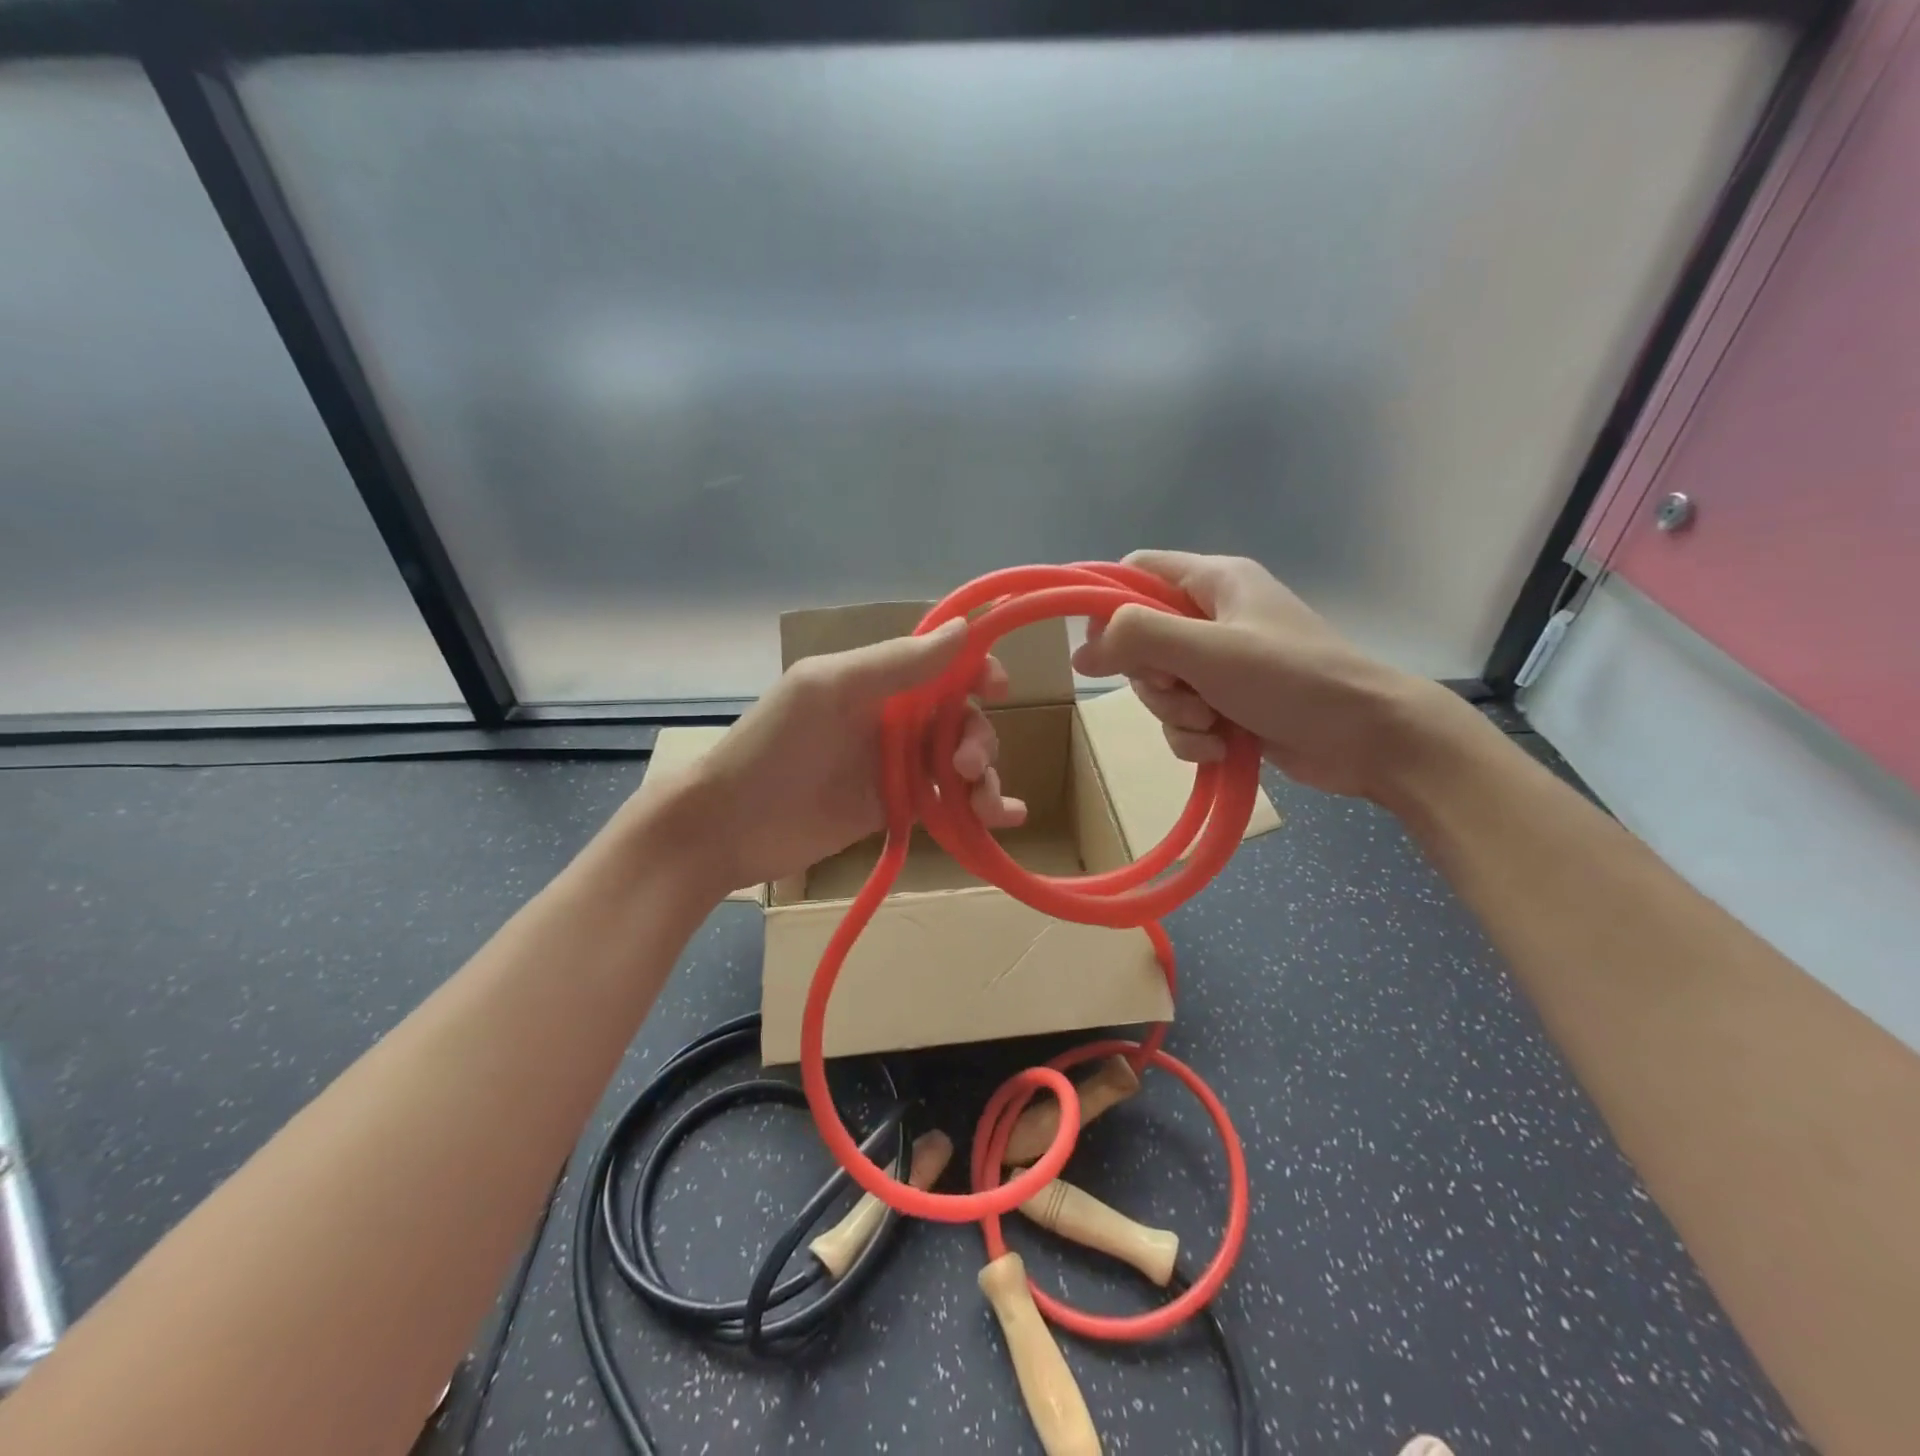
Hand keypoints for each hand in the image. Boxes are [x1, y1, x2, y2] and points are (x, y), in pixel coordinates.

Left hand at [675, 619, 1025, 892]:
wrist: (729, 826)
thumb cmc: (773, 747)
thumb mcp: (829, 690)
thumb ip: (896, 663)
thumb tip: (965, 628)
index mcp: (877, 680)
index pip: (942, 665)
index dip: (976, 670)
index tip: (999, 687)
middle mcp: (893, 718)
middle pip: (961, 718)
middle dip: (977, 738)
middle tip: (964, 766)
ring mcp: (896, 766)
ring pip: (961, 762)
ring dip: (986, 777)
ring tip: (985, 806)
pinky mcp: (897, 809)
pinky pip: (949, 802)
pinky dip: (981, 810)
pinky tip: (1006, 819)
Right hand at [1073, 551, 1456, 800]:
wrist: (1371, 738)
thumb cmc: (1291, 679)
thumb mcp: (1208, 651)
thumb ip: (1138, 639)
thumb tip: (1080, 653)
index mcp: (1214, 582)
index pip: (1138, 571)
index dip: (1109, 604)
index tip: (1102, 647)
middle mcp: (1215, 617)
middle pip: (1142, 639)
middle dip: (1152, 678)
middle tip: (1180, 690)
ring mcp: (1223, 664)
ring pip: (1161, 686)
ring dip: (1174, 713)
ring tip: (1212, 724)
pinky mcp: (1231, 704)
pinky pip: (1184, 718)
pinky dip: (1195, 737)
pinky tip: (1223, 747)